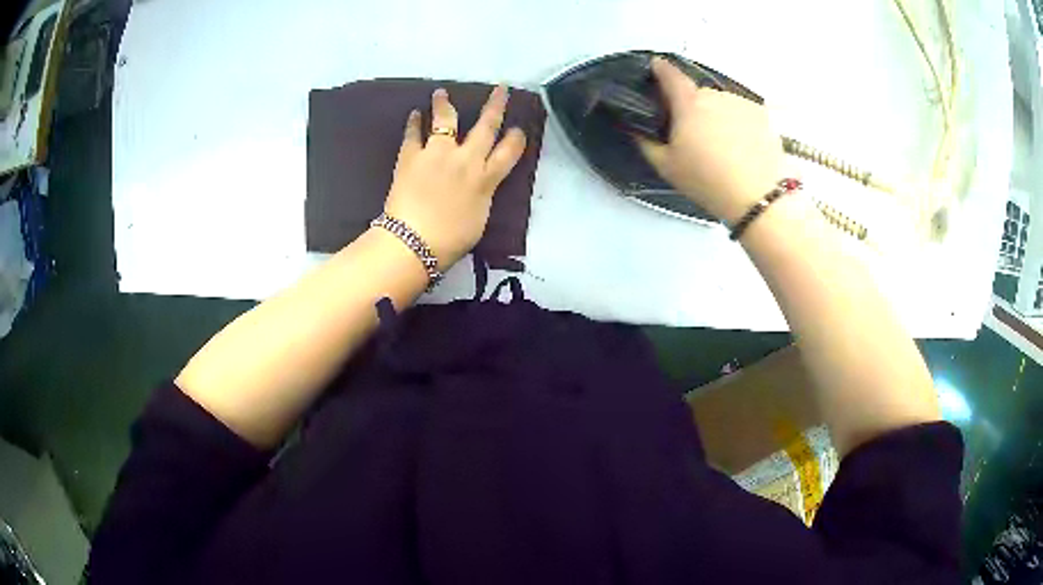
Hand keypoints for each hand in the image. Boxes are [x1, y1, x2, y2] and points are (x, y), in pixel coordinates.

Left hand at [383, 86, 526, 269]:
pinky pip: (413, 134)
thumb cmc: (450, 240)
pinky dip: (414, 123)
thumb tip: (479, 184)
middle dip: (495, 106)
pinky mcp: (411, 156)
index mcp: (485, 179)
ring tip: (441, 92)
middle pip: (485, 127)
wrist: (413, 241)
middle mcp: (465, 159)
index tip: (518, 128)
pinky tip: (415, 114)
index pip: (508, 153)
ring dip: (444, 104)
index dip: (515, 139)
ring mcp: (437, 154)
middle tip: (500, 89)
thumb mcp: (478, 219)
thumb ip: (482, 195)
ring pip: (445, 120)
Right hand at [638, 57, 782, 224]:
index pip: (670, 74)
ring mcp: (742, 103)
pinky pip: (742, 113)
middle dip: (693, 106)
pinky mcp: (763, 116)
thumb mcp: (667, 166)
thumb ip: (645, 142)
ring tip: (722, 145)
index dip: (661, 68)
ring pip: (722, 103)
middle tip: (694, 134)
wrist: (758, 197)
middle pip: (698, 93)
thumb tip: (634, 127)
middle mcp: (715, 95)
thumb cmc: (707, 181)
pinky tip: (742, 146)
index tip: (656, 67)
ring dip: (717, 115)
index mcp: (689, 102)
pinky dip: (738, 123)